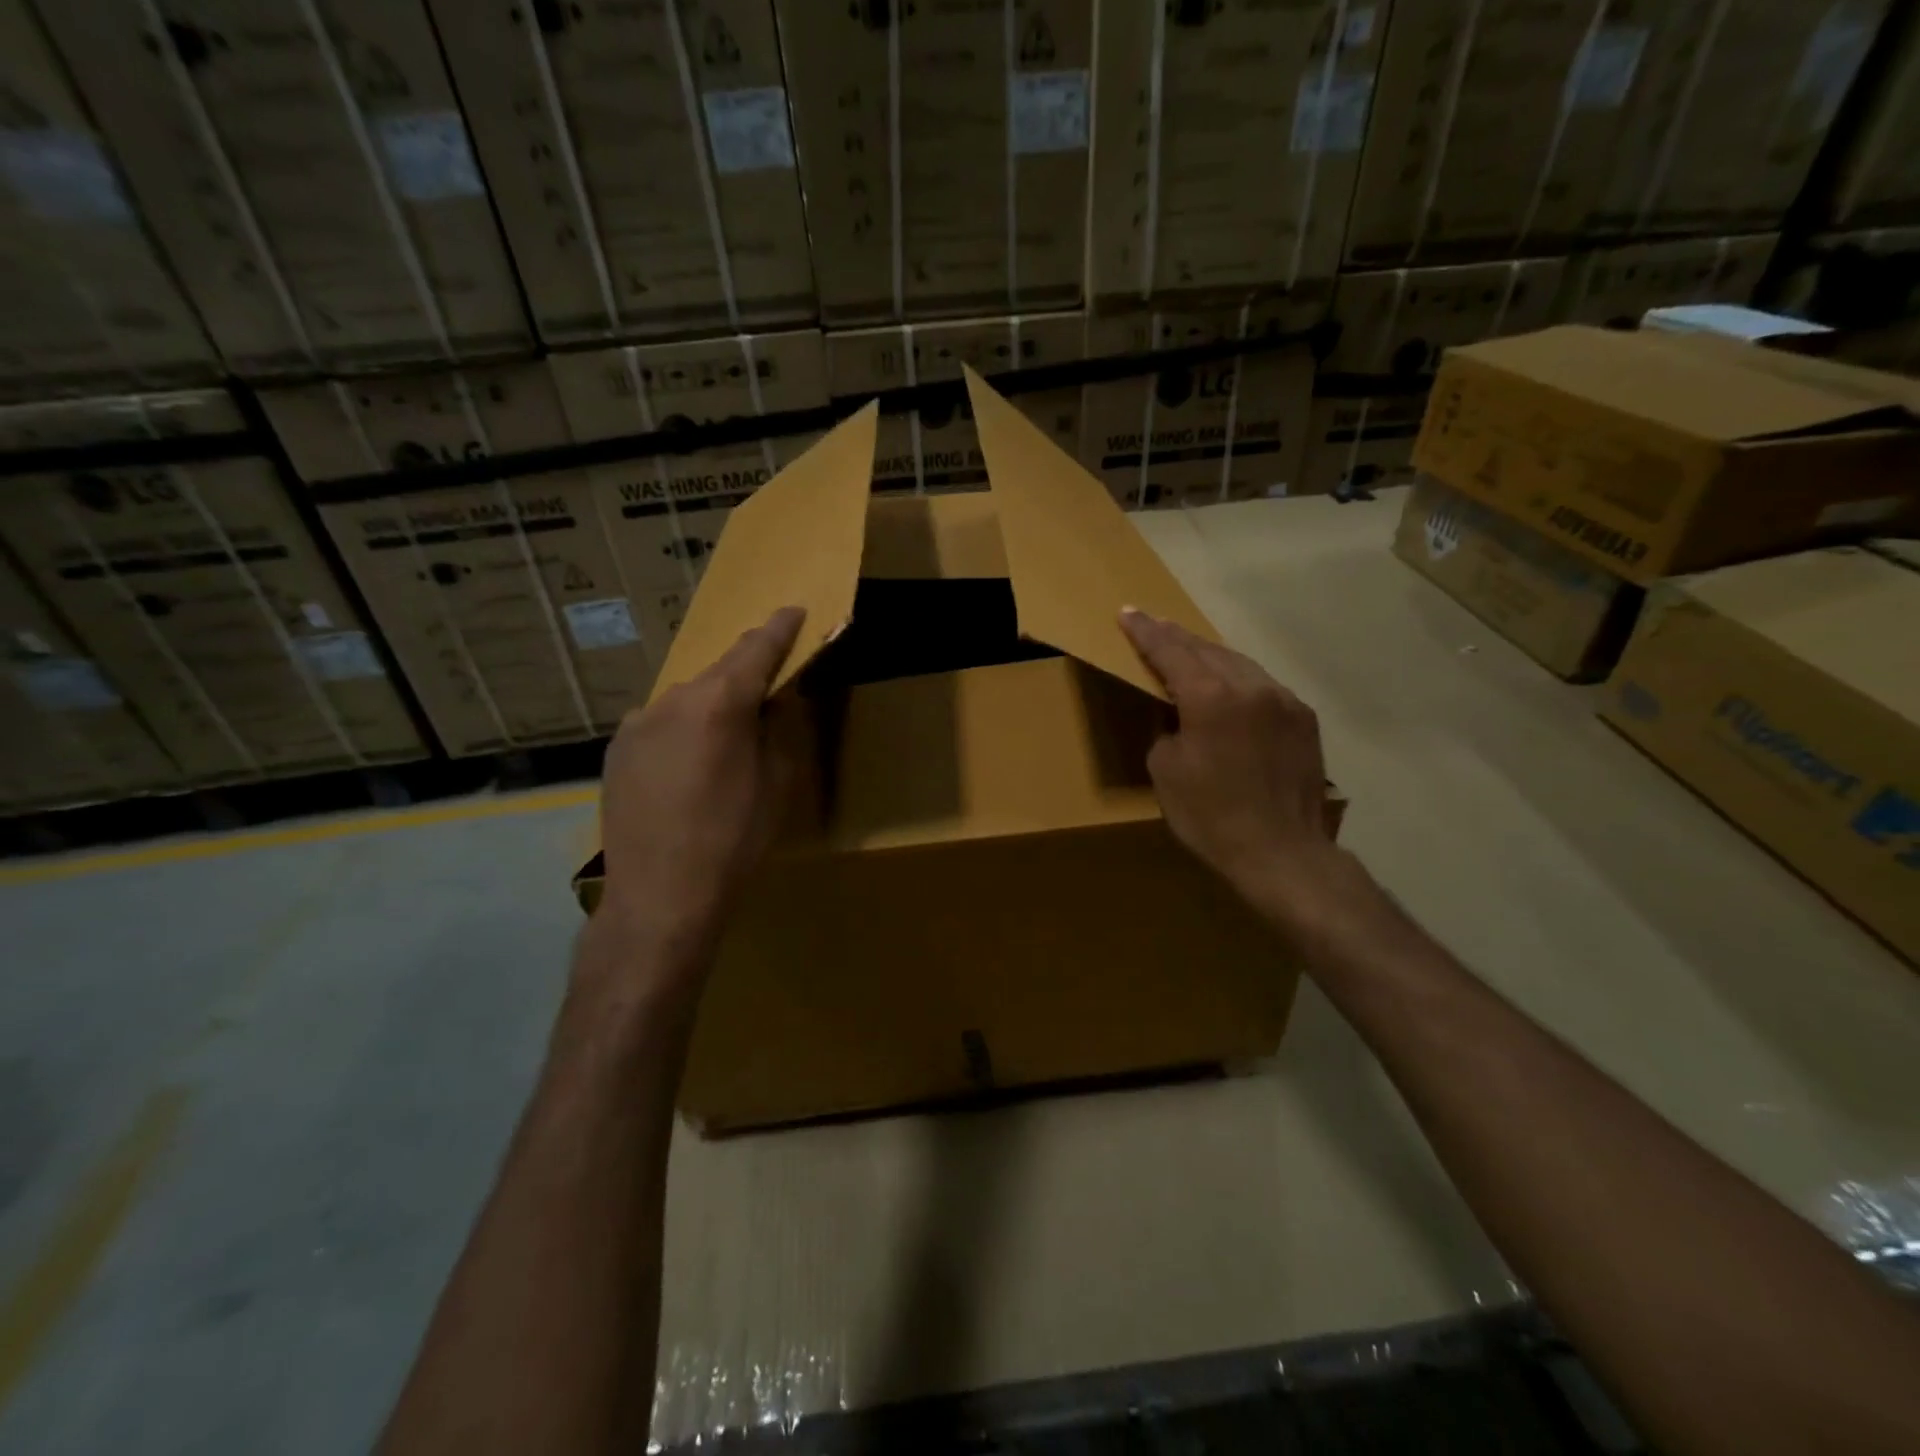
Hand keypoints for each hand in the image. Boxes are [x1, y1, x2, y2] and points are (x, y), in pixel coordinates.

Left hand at [598, 606, 806, 955]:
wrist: (660, 896)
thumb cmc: (734, 840)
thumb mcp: (777, 783)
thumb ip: (781, 728)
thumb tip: (778, 697)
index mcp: (718, 703)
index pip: (756, 650)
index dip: (779, 629)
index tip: (793, 612)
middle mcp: (671, 700)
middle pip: (718, 674)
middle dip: (745, 676)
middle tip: (767, 693)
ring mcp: (636, 723)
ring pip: (686, 701)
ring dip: (711, 708)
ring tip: (725, 744)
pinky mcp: (616, 750)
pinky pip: (660, 725)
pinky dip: (682, 731)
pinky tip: (688, 768)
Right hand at [1120, 608, 1337, 912]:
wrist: (1281, 852)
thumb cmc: (1211, 816)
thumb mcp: (1166, 771)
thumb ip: (1168, 728)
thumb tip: (1179, 716)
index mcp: (1210, 698)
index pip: (1170, 652)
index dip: (1145, 633)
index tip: (1127, 613)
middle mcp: (1250, 687)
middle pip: (1206, 649)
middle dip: (1176, 637)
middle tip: (1153, 624)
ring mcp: (1283, 700)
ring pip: (1238, 663)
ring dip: (1209, 654)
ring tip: (1187, 648)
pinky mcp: (1304, 718)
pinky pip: (1262, 685)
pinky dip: (1238, 679)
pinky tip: (1228, 685)